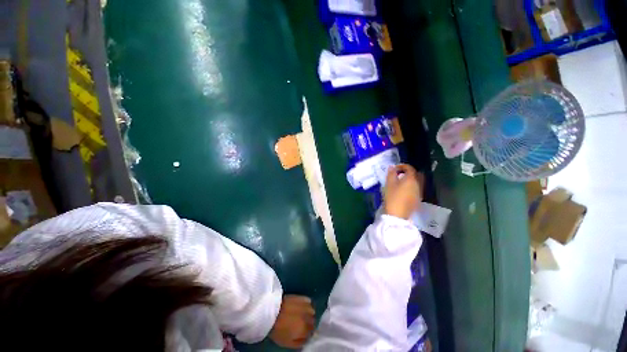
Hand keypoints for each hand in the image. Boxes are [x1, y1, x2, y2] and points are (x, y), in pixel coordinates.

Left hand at [270, 295, 315, 348]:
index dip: (305, 333)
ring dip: (306, 314)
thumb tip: (306, 340)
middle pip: (312, 322)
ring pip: (311, 312)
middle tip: (296, 323)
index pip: (311, 333)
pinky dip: (305, 304)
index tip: (299, 332)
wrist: (266, 311)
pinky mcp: (301, 298)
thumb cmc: (275, 329)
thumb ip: (299, 343)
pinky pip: (308, 302)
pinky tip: (298, 306)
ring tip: (296, 314)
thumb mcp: (286, 343)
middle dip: (306, 323)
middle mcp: (310, 319)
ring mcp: (307, 307)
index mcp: (307, 330)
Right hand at [383, 164, 423, 219]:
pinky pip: (417, 190)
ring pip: (418, 183)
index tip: (395, 169)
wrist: (397, 216)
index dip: (402, 166)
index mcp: (411, 178)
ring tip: (402, 184)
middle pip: (417, 174)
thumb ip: (391, 173)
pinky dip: (412, 188)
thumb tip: (392, 167)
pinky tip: (405, 192)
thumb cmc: (393, 198)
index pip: (410, 168)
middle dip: (410, 173)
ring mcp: (419, 193)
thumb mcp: (389, 184)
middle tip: (401, 175)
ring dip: (412, 181)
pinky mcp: (418, 200)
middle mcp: (418, 184)